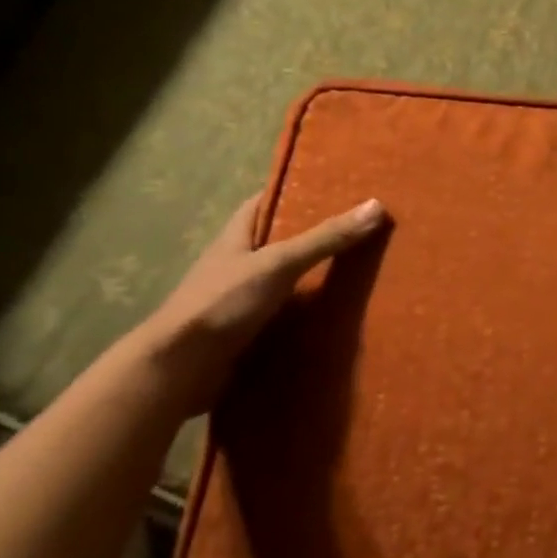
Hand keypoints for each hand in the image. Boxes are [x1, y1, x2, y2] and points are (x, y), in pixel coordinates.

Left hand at [138, 193, 386, 407]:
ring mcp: (243, 298)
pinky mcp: (250, 331)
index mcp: (237, 236)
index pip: (268, 201)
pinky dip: (311, 313)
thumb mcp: (278, 263)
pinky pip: (288, 314)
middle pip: (283, 240)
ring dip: (318, 277)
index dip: (299, 190)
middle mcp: (239, 263)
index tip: (338, 187)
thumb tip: (377, 206)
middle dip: (319, 235)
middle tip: (364, 228)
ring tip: (366, 269)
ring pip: (288, 279)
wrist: (179, 370)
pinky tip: (341, 314)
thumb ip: (325, 238)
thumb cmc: (222, 303)